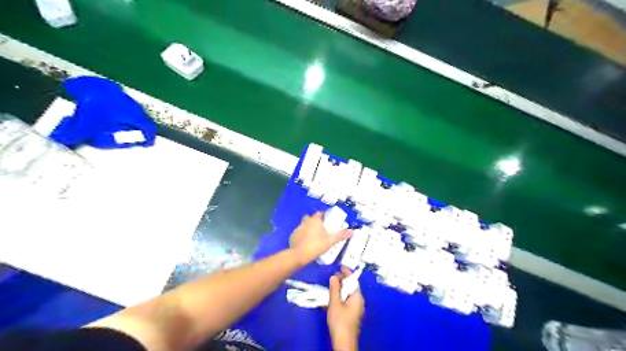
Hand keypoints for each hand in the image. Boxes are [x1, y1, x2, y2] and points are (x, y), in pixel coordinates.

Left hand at [289, 213, 350, 263]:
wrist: (299, 255)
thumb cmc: (316, 245)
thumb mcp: (331, 241)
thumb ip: (341, 235)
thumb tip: (353, 231)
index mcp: (315, 220)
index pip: (319, 213)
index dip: (324, 215)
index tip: (328, 220)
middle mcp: (305, 222)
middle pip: (310, 218)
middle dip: (314, 221)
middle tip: (321, 228)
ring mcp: (298, 229)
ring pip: (304, 225)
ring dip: (308, 228)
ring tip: (314, 236)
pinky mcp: (293, 236)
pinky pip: (299, 233)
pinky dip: (302, 236)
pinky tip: (306, 243)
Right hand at [328, 266, 361, 350]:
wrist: (344, 341)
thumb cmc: (340, 321)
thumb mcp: (335, 303)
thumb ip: (334, 289)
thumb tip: (334, 276)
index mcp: (357, 297)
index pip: (353, 280)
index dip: (347, 273)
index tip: (341, 266)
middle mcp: (358, 301)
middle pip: (351, 286)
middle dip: (342, 280)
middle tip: (333, 275)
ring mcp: (356, 308)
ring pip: (348, 294)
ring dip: (340, 288)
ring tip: (331, 284)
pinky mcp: (351, 314)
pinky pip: (346, 300)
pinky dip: (340, 296)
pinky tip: (332, 297)